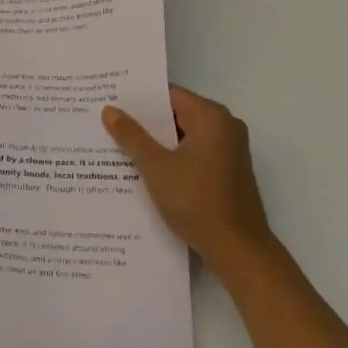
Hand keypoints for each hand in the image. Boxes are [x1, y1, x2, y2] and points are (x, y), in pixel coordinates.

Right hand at [102, 86, 276, 273]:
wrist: (239, 252)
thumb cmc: (197, 202)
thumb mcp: (156, 167)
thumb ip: (132, 136)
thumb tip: (109, 110)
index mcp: (212, 117)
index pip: (169, 95)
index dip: (139, 99)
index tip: (110, 101)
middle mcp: (225, 127)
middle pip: (177, 114)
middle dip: (145, 122)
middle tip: (108, 122)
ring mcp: (229, 151)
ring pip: (183, 137)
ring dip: (156, 143)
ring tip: (118, 145)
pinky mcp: (227, 172)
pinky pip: (193, 154)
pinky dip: (171, 158)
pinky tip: (144, 169)